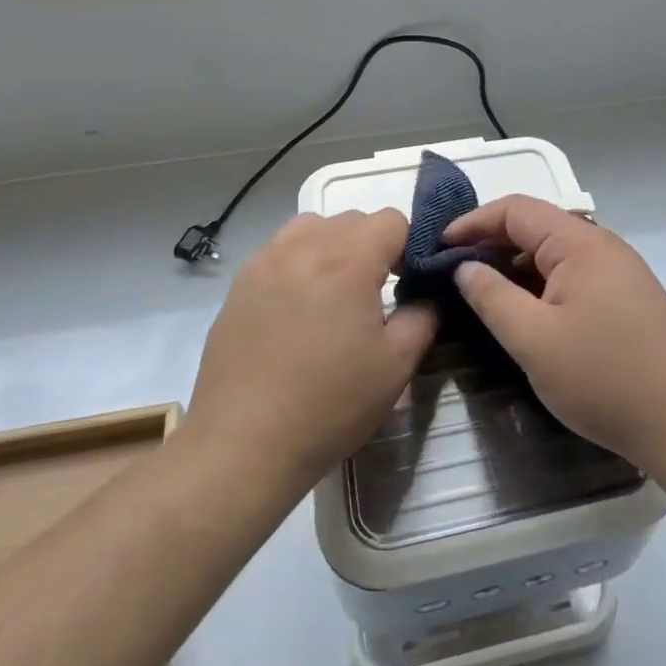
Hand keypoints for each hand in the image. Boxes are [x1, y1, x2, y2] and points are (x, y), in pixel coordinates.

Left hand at [188, 210, 434, 486]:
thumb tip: (427, 294)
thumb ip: (423, 316)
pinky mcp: (239, 284)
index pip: (391, 220)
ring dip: (334, 245)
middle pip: (352, 219)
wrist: (242, 445)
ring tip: (335, 291)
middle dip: (373, 245)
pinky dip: (299, 260)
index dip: (409, 245)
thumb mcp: (396, 365)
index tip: (409, 282)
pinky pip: (279, 250)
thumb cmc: (329, 405)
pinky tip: (297, 305)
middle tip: (376, 293)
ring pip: (312, 226)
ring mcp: (265, 262)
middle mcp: (304, 248)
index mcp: (348, 261)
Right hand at [444, 197, 665, 468]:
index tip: (438, 248)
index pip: (516, 209)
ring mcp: (620, 271)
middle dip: (492, 244)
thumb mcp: (534, 340)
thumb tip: (465, 266)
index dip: (473, 222)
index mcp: (580, 243)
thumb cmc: (605, 378)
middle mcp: (603, 245)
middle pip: (537, 227)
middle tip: (454, 274)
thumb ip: (492, 297)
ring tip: (483, 295)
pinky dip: (542, 285)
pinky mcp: (629, 298)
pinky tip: (527, 314)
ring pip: (555, 254)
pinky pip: (575, 276)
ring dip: (517, 267)